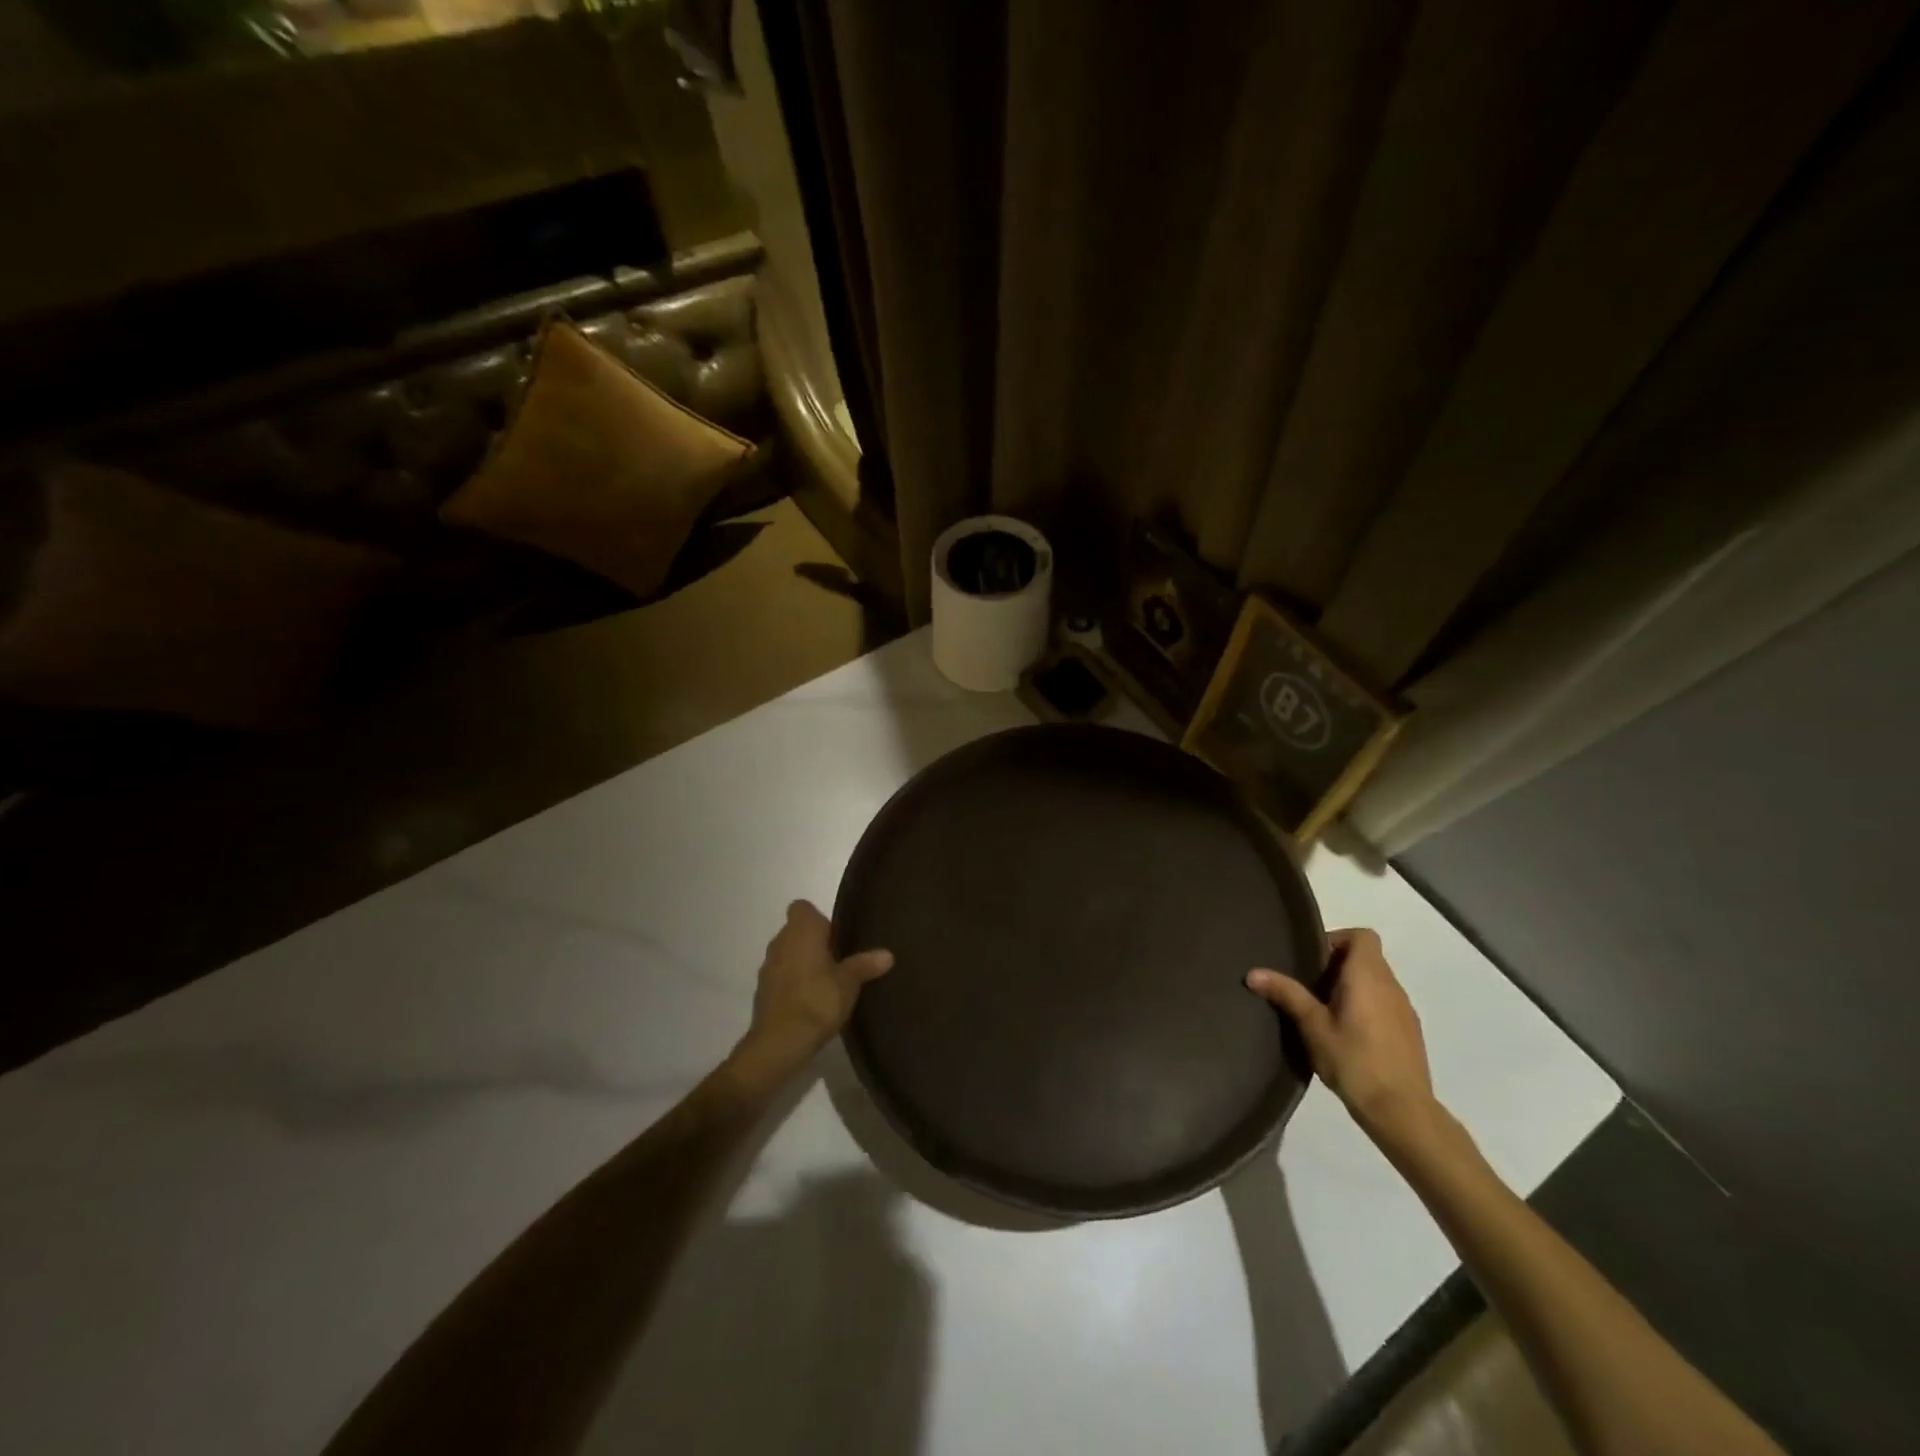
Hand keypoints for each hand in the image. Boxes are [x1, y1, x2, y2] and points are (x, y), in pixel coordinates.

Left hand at [733, 901, 892, 1076]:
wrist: (779, 1042)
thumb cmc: (817, 1001)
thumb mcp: (849, 983)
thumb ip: (865, 965)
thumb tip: (888, 954)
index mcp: (801, 931)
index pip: (803, 907)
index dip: (820, 919)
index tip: (837, 937)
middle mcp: (780, 941)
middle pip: (797, 931)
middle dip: (815, 942)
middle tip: (840, 960)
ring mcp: (768, 966)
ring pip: (788, 953)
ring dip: (803, 963)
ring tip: (828, 982)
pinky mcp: (763, 991)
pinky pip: (782, 976)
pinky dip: (794, 982)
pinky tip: (812, 1001)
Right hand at [1246, 928, 1439, 1145]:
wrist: (1402, 1112)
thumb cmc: (1354, 1061)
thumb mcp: (1313, 1026)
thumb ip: (1286, 994)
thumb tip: (1252, 973)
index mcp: (1368, 976)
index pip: (1362, 936)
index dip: (1336, 940)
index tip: (1313, 961)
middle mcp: (1391, 986)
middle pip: (1366, 957)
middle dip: (1336, 965)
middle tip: (1308, 988)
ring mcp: (1404, 1010)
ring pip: (1375, 981)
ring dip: (1350, 987)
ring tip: (1322, 1012)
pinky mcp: (1409, 1032)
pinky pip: (1384, 1003)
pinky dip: (1364, 1006)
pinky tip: (1346, 1035)